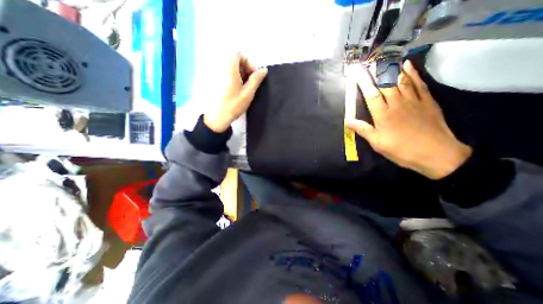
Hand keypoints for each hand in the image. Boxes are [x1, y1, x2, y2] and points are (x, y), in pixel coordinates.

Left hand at [203, 51, 266, 131]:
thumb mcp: (248, 93)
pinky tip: (236, 89)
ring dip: (239, 73)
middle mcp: (219, 67)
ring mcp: (215, 74)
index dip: (248, 62)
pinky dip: (232, 77)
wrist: (218, 118)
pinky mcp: (214, 81)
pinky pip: (224, 73)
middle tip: (250, 82)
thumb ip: (256, 79)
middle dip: (244, 68)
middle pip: (233, 60)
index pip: (238, 54)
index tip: (253, 75)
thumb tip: (264, 69)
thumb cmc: (234, 105)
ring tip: (244, 87)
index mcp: (228, 68)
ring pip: (229, 67)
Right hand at [348, 59, 470, 179]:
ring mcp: (414, 101)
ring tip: (385, 59)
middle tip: (369, 62)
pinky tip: (407, 65)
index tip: (356, 73)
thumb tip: (348, 121)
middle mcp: (397, 104)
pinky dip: (413, 73)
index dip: (363, 83)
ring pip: (401, 81)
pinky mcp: (427, 101)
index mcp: (384, 115)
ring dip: (392, 69)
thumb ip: (363, 130)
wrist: (437, 154)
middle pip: (385, 84)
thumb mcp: (378, 143)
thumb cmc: (402, 150)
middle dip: (376, 72)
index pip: (371, 95)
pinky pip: (419, 84)